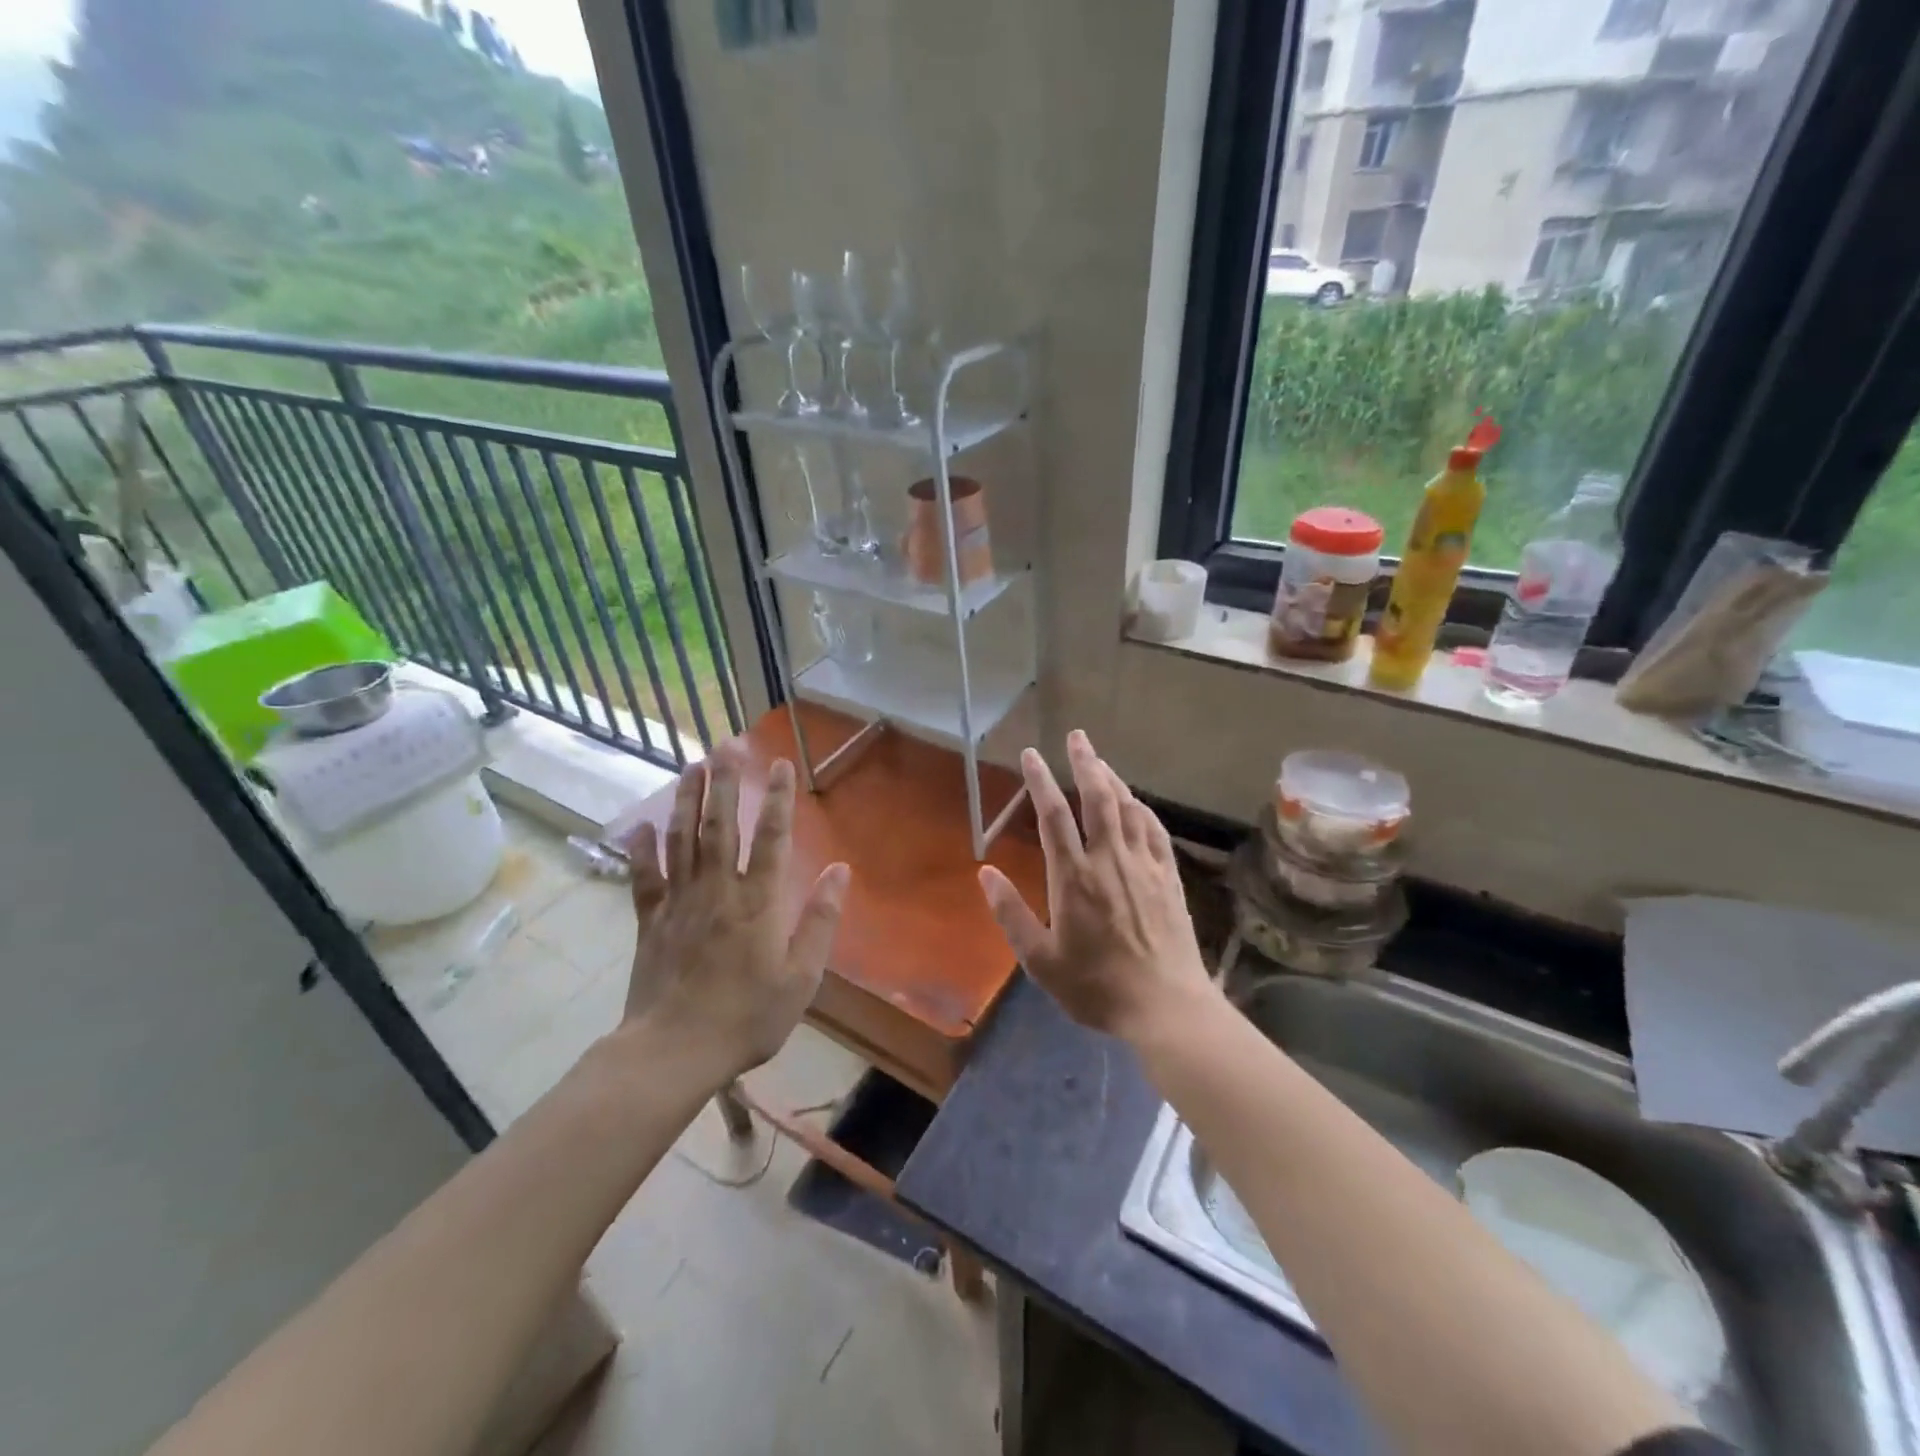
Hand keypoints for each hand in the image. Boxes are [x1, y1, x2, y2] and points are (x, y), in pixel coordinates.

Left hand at [621, 743, 849, 1085]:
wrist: (673, 1052)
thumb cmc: (747, 1017)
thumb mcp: (801, 977)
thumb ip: (820, 920)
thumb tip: (840, 870)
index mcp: (757, 902)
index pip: (771, 838)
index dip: (777, 798)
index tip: (780, 763)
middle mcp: (717, 890)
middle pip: (721, 825)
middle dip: (727, 781)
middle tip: (729, 743)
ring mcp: (679, 902)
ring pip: (682, 839)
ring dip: (688, 799)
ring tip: (693, 765)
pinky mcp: (650, 921)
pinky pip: (644, 877)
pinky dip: (642, 849)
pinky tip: (642, 824)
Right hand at [978, 730, 1213, 1043]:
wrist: (1165, 1006)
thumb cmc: (1096, 986)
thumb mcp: (1040, 960)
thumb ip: (1011, 913)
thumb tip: (985, 872)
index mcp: (1073, 877)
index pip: (1053, 815)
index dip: (1040, 781)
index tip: (1031, 754)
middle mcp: (1109, 860)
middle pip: (1097, 797)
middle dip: (1085, 762)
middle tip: (1077, 737)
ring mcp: (1143, 865)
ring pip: (1128, 807)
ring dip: (1112, 779)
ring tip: (1099, 761)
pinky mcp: (1168, 876)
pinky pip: (1154, 830)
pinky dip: (1141, 808)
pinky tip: (1136, 802)